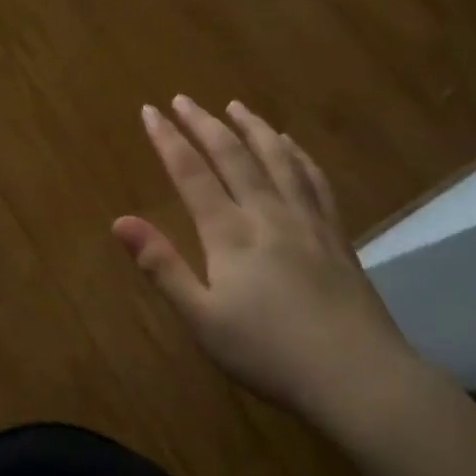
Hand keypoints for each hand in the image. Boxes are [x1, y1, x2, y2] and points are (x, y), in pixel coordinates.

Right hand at [113, 95, 411, 415]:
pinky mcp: (336, 235)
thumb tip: (119, 221)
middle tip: (184, 99)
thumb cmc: (268, 352)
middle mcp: (268, 213)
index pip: (191, 173)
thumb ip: (162, 266)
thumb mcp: (202, 318)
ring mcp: (307, 221)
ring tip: (236, 106)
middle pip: (234, 156)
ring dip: (253, 128)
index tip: (150, 111)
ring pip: (278, 159)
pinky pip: (314, 180)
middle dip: (205, 124)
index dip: (168, 140)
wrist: (356, 376)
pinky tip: (292, 146)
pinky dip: (298, 155)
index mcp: (230, 233)